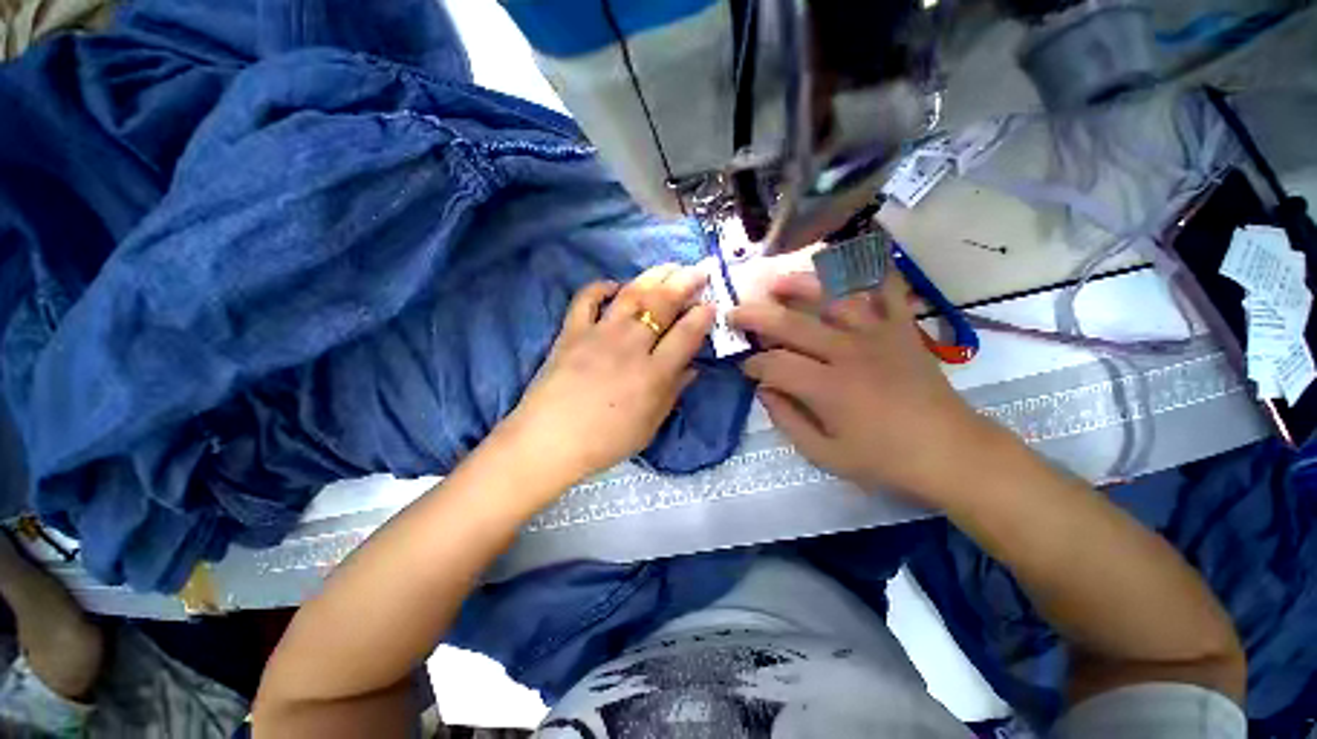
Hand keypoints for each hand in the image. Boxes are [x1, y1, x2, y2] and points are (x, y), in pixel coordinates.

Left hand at [498, 264, 714, 489]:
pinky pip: (586, 299)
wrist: (550, 441)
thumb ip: (673, 392)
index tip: (712, 304)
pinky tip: (613, 285)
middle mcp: (630, 346)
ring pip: (631, 295)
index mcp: (653, 373)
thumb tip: (692, 368)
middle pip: (661, 305)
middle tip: (699, 271)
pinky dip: (600, 287)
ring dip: (653, 276)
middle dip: (684, 284)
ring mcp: (599, 334)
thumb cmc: (606, 441)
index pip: (686, 335)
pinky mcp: (572, 332)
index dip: (702, 316)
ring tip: (669, 266)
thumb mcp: (650, 425)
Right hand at [730, 269, 1001, 507]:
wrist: (949, 451)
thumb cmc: (883, 458)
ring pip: (832, 297)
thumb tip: (763, 389)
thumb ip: (787, 420)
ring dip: (800, 286)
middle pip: (791, 325)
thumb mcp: (824, 454)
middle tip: (734, 314)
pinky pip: (886, 289)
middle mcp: (847, 353)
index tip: (745, 367)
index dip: (752, 364)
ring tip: (777, 282)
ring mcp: (877, 335)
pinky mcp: (901, 328)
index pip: (774, 365)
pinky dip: (869, 269)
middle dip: (755, 317)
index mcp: (827, 388)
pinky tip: (848, 260)